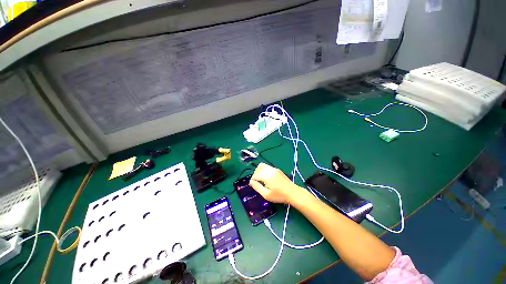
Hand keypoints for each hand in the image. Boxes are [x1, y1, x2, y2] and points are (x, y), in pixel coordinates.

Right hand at [249, 163, 303, 203]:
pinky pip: (268, 167)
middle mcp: (270, 170)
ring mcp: (274, 169)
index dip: (253, 180)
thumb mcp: (266, 194)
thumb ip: (257, 187)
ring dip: (259, 171)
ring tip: (261, 180)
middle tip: (257, 182)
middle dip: (255, 174)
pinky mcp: (277, 170)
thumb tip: (251, 182)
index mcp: (267, 176)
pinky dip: (264, 171)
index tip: (253, 185)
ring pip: (263, 166)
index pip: (255, 175)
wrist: (292, 193)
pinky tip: (267, 179)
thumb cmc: (279, 195)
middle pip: (258, 168)